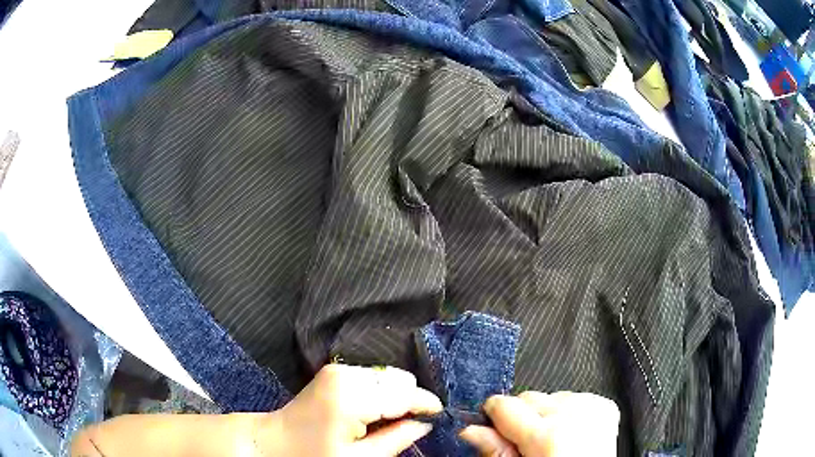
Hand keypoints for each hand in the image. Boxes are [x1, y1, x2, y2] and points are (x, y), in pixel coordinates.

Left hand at [244, 364, 442, 456]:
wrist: (274, 441)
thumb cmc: (313, 455)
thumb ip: (397, 439)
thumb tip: (424, 424)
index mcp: (351, 398)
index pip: (404, 393)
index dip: (426, 403)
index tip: (439, 415)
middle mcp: (346, 375)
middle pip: (398, 379)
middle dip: (409, 400)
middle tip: (406, 424)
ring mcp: (337, 370)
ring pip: (387, 375)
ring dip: (394, 395)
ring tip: (387, 420)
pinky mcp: (333, 371)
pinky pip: (372, 376)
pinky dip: (380, 391)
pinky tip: (372, 411)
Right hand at [460, 391, 618, 456]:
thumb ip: (496, 451)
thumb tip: (470, 430)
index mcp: (548, 435)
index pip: (503, 404)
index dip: (493, 417)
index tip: (494, 429)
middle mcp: (572, 414)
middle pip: (528, 397)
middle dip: (522, 416)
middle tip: (527, 443)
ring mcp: (592, 407)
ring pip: (551, 396)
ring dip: (546, 414)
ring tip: (553, 441)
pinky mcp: (605, 405)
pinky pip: (575, 398)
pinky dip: (567, 412)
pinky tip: (570, 433)